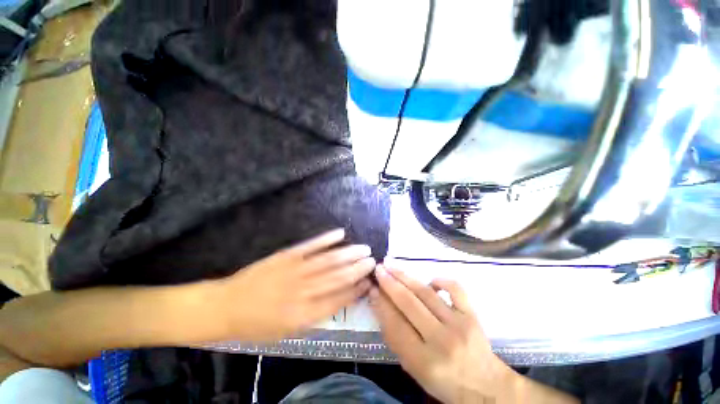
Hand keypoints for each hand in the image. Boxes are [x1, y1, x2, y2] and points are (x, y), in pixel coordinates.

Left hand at [218, 229, 374, 341]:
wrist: (226, 306)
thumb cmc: (256, 325)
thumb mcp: (286, 332)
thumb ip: (314, 316)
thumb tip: (338, 301)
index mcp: (304, 314)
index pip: (338, 300)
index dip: (356, 291)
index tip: (369, 282)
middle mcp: (303, 291)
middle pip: (337, 278)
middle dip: (358, 269)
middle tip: (373, 261)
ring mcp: (295, 269)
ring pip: (328, 260)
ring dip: (349, 253)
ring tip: (364, 248)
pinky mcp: (286, 255)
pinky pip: (311, 245)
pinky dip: (327, 238)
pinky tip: (340, 233)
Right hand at [370, 266, 577, 403]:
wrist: (485, 385)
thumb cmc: (444, 381)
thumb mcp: (414, 368)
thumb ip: (396, 337)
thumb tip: (380, 303)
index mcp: (424, 361)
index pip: (395, 324)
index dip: (381, 303)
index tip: (371, 287)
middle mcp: (441, 341)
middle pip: (409, 304)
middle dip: (390, 283)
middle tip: (378, 269)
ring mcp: (459, 325)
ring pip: (426, 293)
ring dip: (405, 276)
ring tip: (391, 265)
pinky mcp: (472, 315)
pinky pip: (455, 289)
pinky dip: (441, 279)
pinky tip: (429, 279)